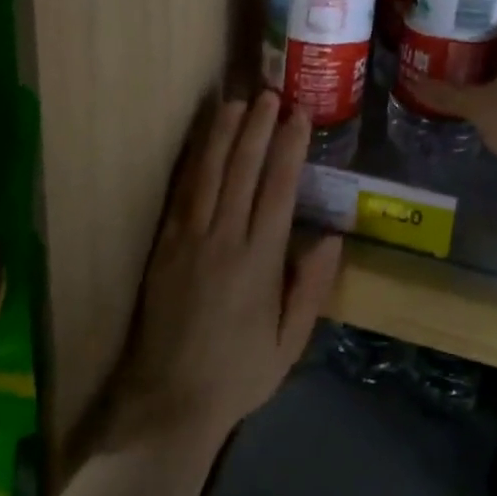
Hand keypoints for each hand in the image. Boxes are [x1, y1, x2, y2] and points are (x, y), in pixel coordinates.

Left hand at [102, 92, 342, 458]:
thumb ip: (310, 288)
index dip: (289, 148)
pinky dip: (194, 160)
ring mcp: (189, 238)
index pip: (278, 190)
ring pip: (209, 173)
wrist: (169, 400)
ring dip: (224, 134)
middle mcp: (224, 240)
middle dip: (258, 128)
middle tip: (271, 94)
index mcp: (259, 262)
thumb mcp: (289, 343)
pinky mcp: (165, 243)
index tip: (299, 117)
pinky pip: (181, 192)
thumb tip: (331, 236)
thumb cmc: (238, 373)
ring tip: (238, 102)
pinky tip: (202, 139)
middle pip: (243, 170)